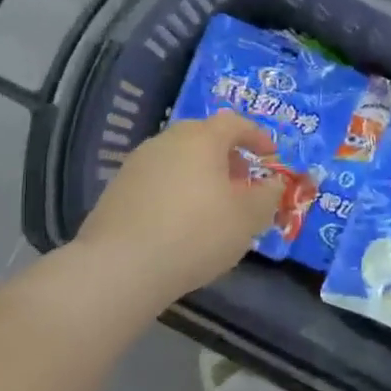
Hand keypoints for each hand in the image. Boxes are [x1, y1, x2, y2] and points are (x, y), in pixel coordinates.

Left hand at [75, 112, 280, 307]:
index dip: (257, 136)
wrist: (120, 267)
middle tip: (242, 182)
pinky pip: (158, 180)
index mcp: (201, 138)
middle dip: (228, 156)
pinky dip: (176, 191)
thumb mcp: (248, 218)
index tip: (271, 157)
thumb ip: (268, 196)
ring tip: (213, 206)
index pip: (235, 122)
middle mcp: (167, 141)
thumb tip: (274, 183)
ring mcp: (137, 164)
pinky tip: (181, 222)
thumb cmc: (196, 233)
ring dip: (201, 174)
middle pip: (204, 137)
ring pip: (179, 158)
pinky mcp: (117, 189)